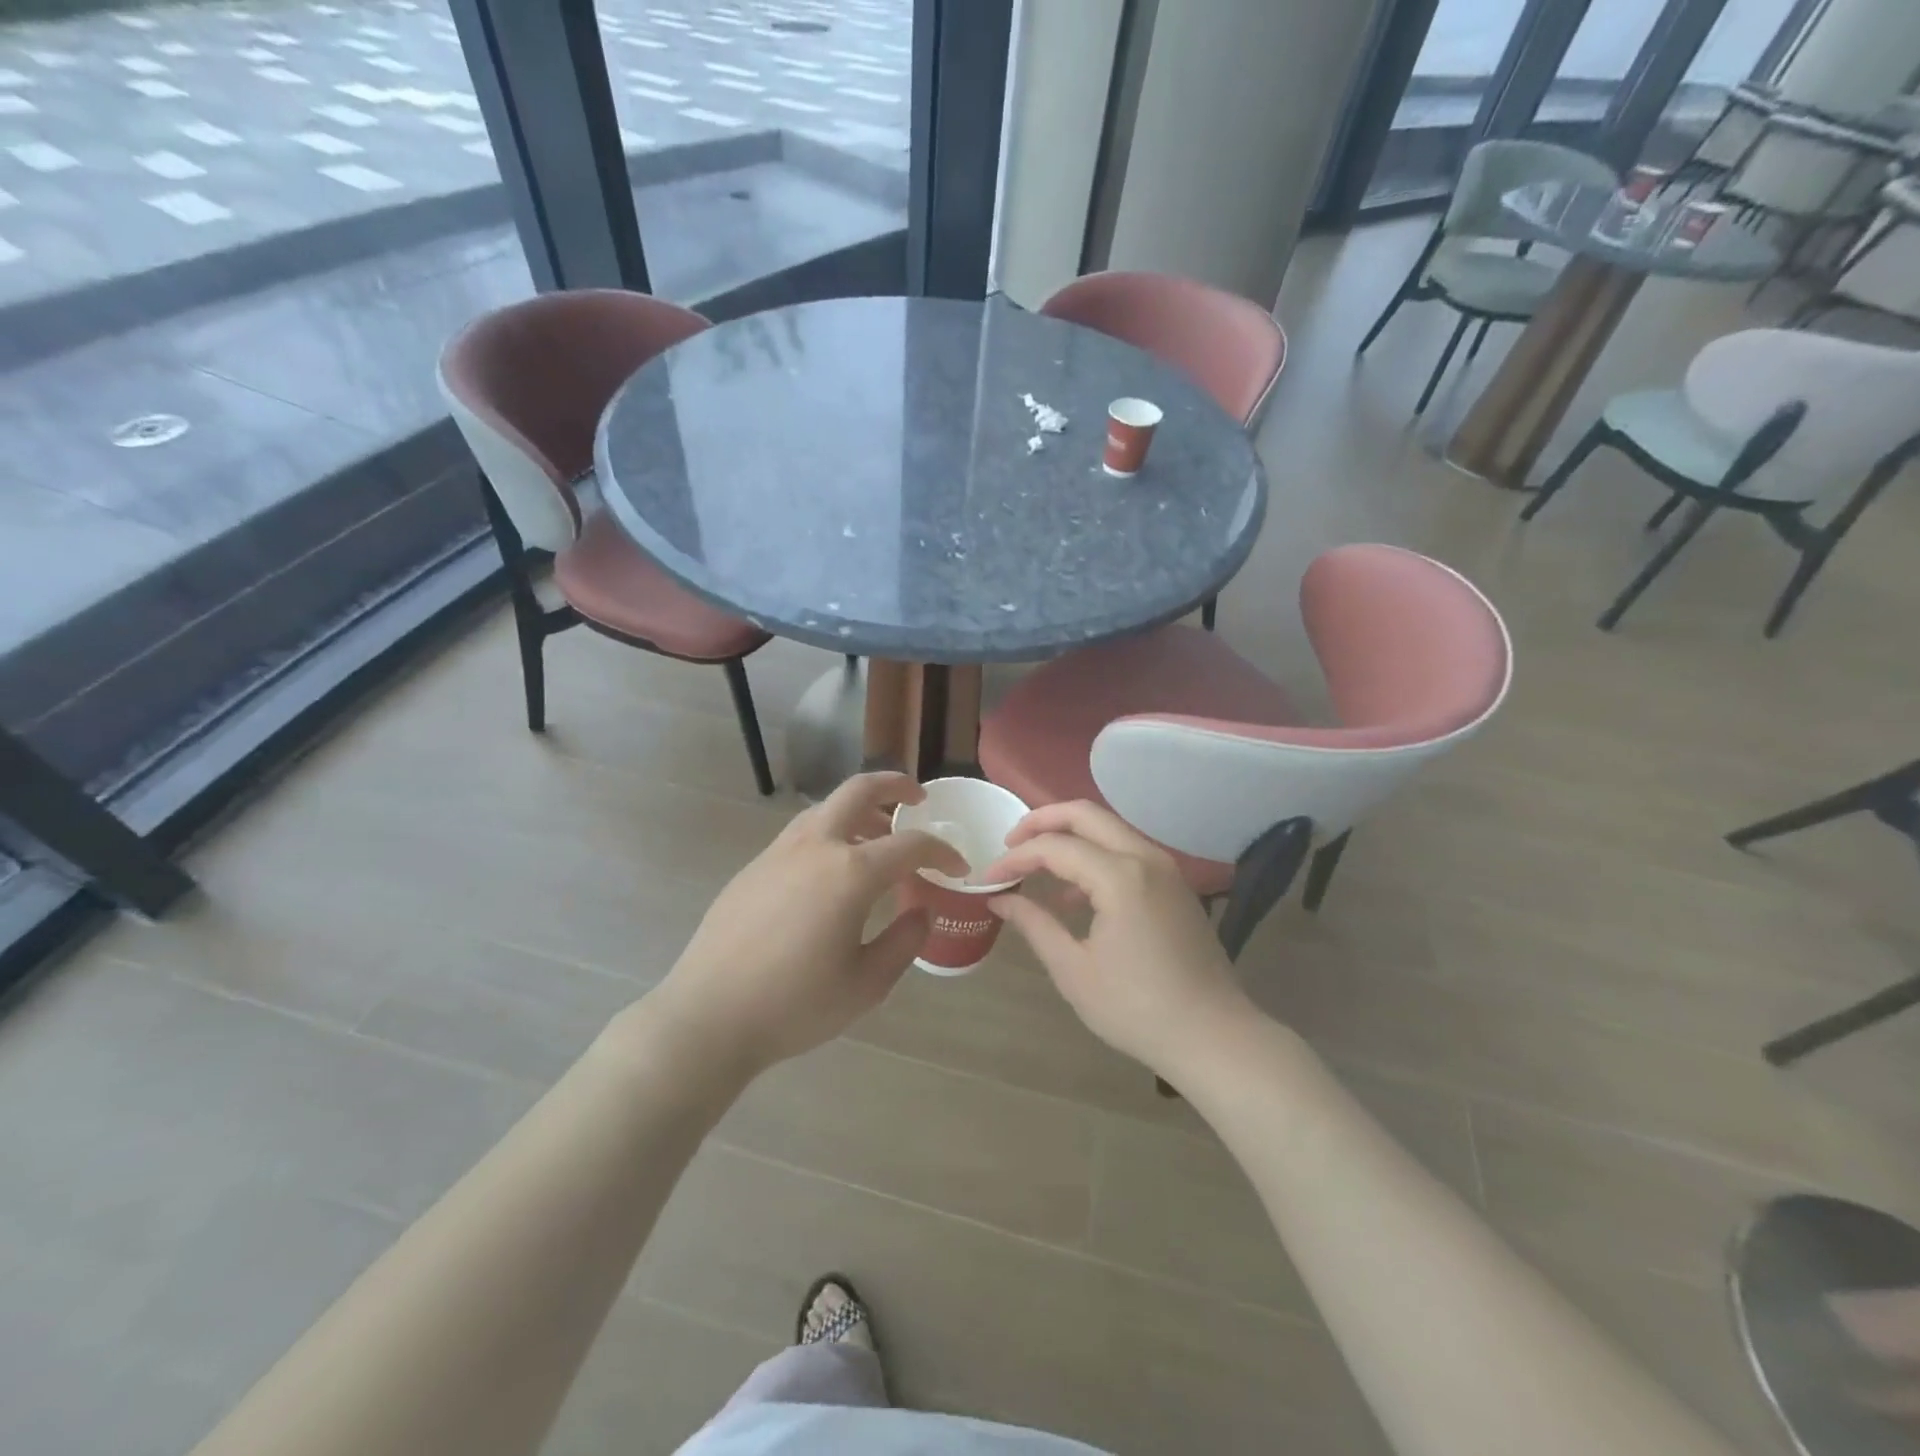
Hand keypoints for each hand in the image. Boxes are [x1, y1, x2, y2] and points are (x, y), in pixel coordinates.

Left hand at [642, 773, 965, 1078]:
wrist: (707, 1016)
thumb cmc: (794, 1004)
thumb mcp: (866, 984)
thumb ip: (904, 941)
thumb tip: (922, 910)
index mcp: (850, 872)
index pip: (910, 845)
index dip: (941, 852)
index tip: (958, 868)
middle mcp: (815, 846)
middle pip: (859, 791)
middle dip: (894, 785)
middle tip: (917, 798)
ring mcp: (778, 852)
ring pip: (825, 807)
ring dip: (859, 809)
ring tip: (877, 834)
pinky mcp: (754, 867)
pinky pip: (801, 832)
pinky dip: (829, 831)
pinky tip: (831, 868)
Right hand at [985, 801, 1253, 1080]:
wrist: (1213, 1036)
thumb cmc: (1137, 1009)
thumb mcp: (1074, 970)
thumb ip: (1035, 925)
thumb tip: (1001, 899)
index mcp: (1120, 877)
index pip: (1055, 847)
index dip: (1017, 857)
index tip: (989, 876)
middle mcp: (1145, 858)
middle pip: (1085, 814)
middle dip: (1042, 821)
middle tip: (1010, 843)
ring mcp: (1165, 869)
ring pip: (1108, 828)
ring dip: (1069, 837)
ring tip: (1036, 866)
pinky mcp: (1174, 885)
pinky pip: (1126, 851)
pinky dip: (1094, 856)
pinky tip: (1073, 895)